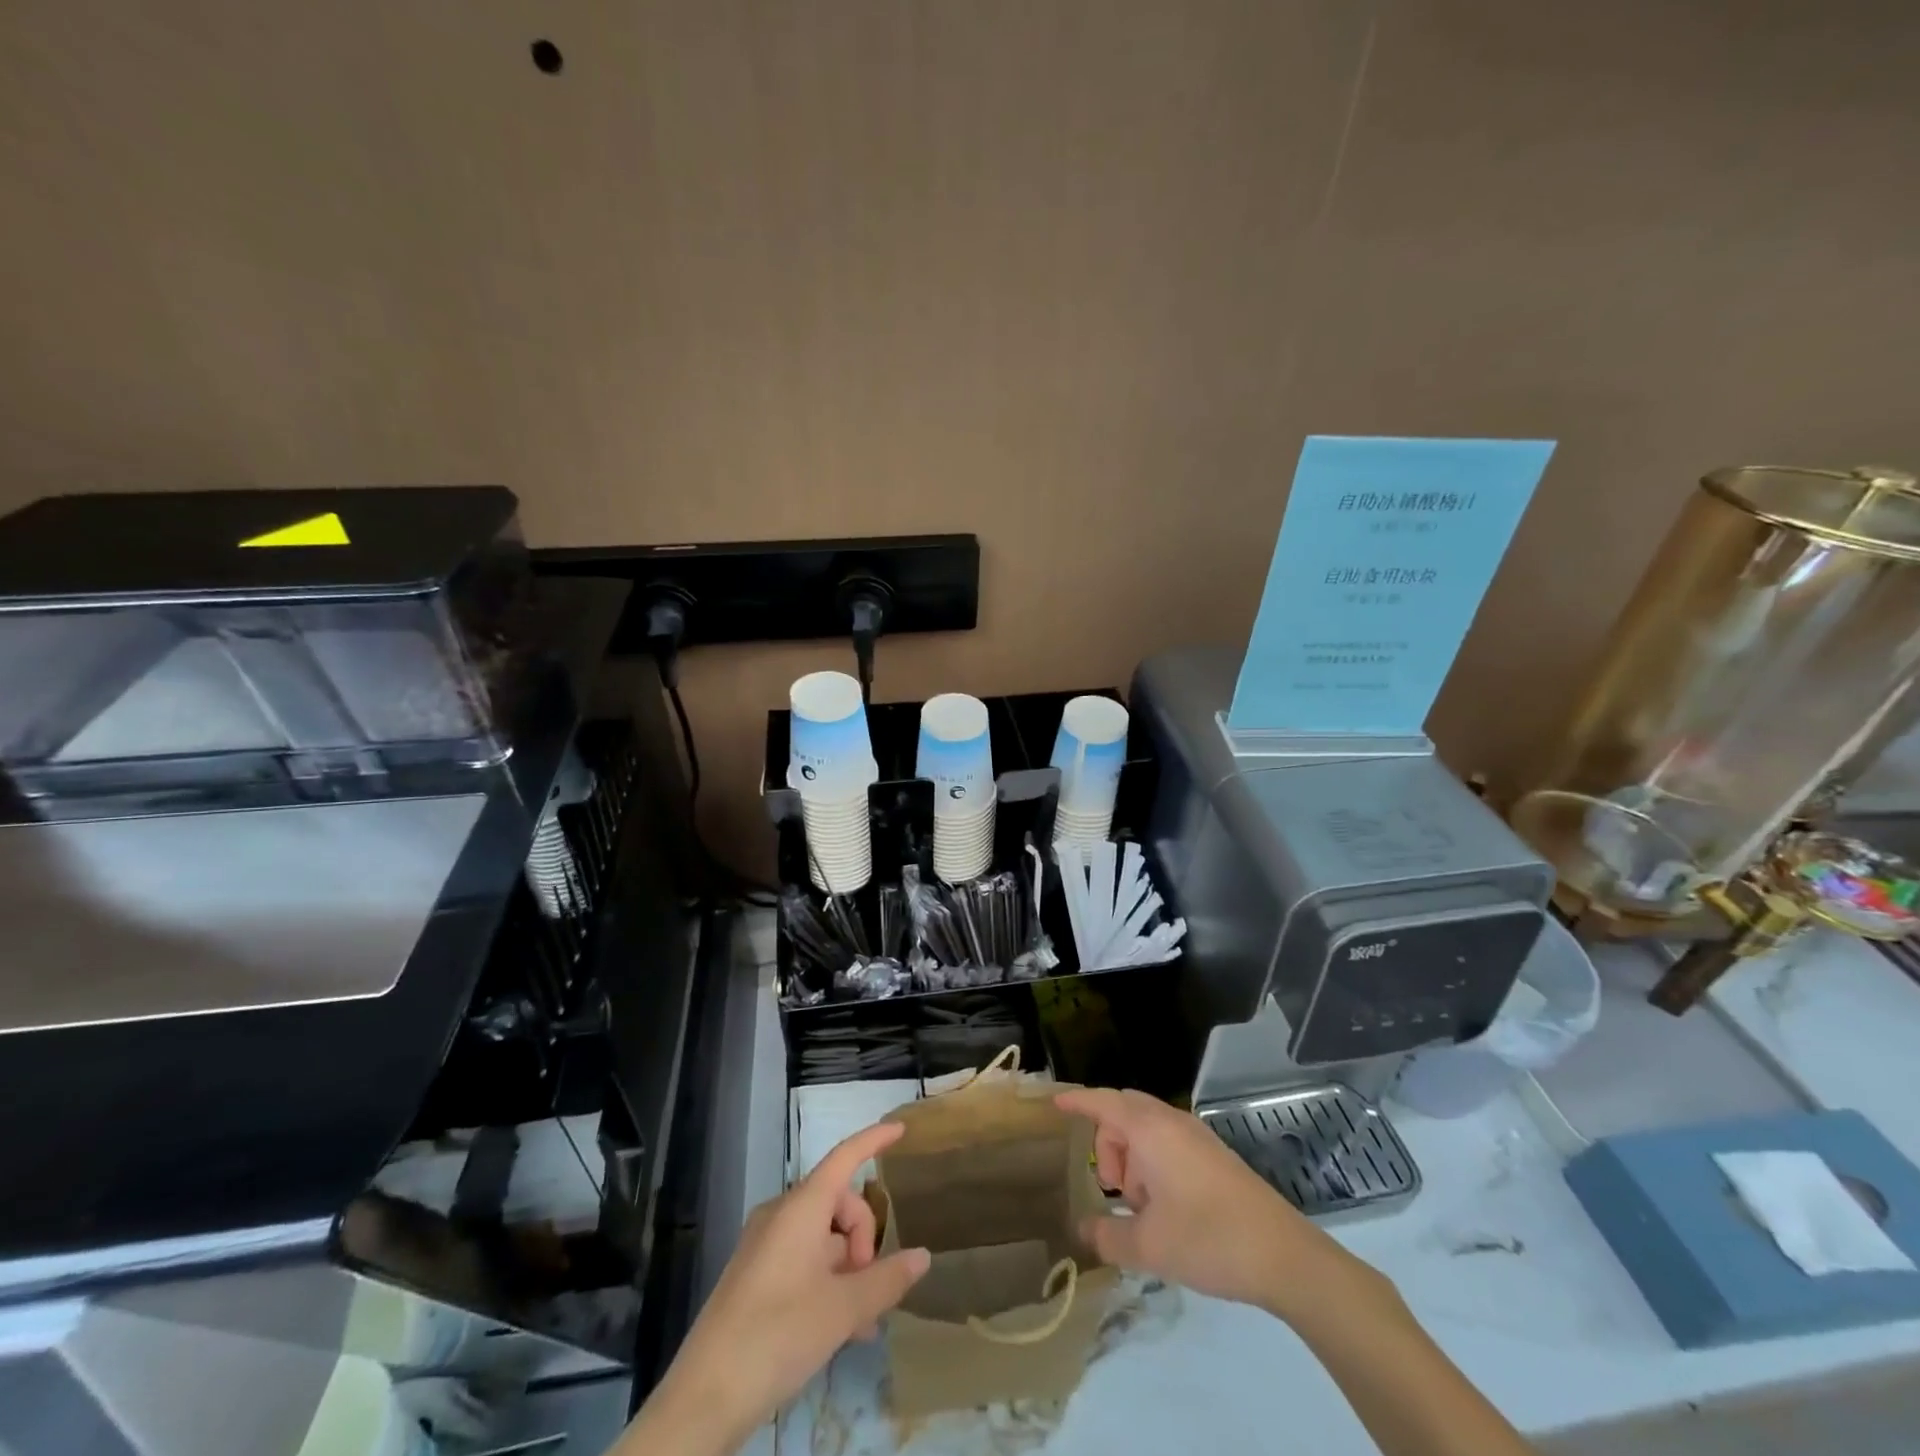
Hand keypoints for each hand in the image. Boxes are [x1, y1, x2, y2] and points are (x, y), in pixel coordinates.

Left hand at [621, 1122, 930, 1455]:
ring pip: (823, 1238)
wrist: (704, 1398)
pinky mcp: (755, 1275)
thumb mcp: (842, 1310)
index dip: (874, 1140)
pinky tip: (841, 1327)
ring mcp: (765, 1244)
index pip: (845, 1157)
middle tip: (872, 1291)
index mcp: (801, 1207)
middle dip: (864, 1239)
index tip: (900, 1128)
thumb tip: (922, 1256)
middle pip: (839, 1204)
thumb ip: (886, 1279)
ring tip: (864, 1323)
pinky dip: (828, 1281)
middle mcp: (781, 1214)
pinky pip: (804, 1259)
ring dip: (849, 1269)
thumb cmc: (777, 1336)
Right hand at [1054, 1087, 1361, 1319]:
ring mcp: (1197, 1137)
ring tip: (1141, 1209)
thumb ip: (1107, 1237)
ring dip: (1133, 1159)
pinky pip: (1168, 1144)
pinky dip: (1154, 1165)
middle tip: (1110, 1187)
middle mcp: (1172, 1122)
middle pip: (1124, 1113)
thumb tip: (1083, 1230)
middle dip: (1108, 1143)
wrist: (1284, 1255)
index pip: (1103, 1102)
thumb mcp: (1148, 1246)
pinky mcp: (1214, 1156)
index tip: (1054, 1103)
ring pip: (1147, 1130)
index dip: (1077, 1101)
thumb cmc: (1208, 1239)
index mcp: (1150, 1130)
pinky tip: (1164, 1210)